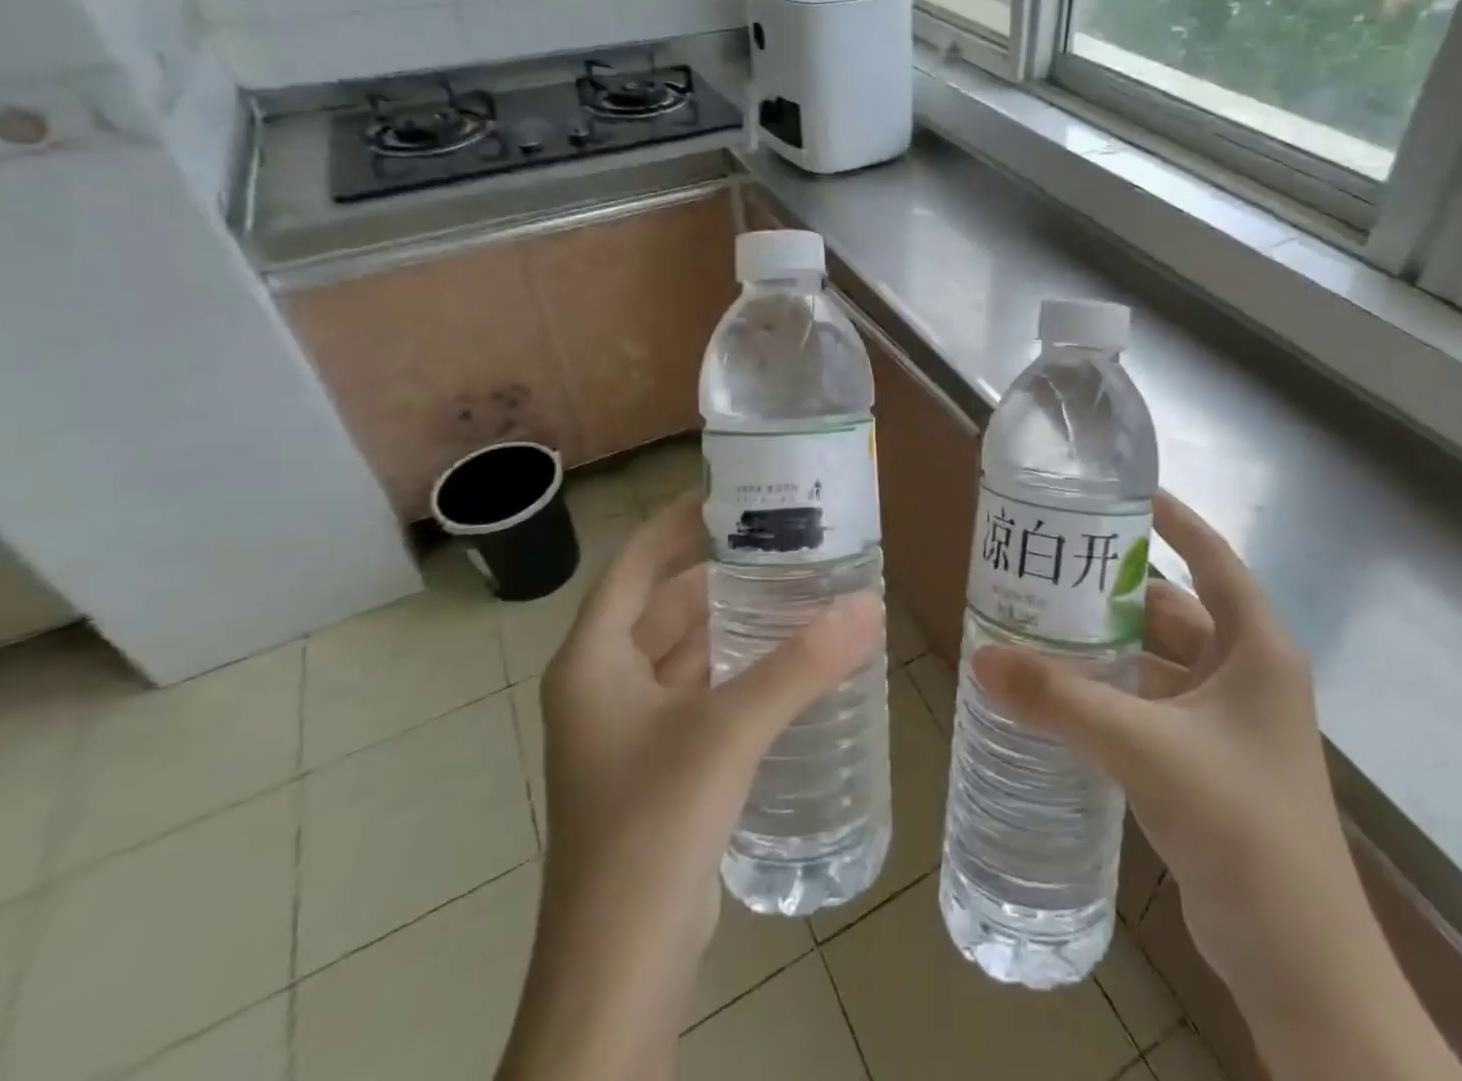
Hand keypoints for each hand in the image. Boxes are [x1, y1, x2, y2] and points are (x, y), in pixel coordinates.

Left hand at [499, 493, 881, 1080]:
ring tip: (793, 587)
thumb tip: (868, 604)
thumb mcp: (728, 731)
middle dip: (718, 571)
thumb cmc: (652, 827)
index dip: (678, 522)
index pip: (633, 563)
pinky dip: (735, 668)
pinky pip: (698, 692)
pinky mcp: (658, 765)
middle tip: (782, 539)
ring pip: (683, 650)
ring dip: (731, 621)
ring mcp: (627, 729)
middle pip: (663, 604)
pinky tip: (785, 661)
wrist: (619, 970)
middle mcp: (602, 685)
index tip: (733, 492)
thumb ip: (801, 665)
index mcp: (593, 660)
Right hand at [971, 492, 1461, 1080]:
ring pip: (1158, 662)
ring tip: (1042, 620)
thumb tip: (981, 657)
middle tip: (1052, 565)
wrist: (1299, 963)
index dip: (1173, 520)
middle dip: (1117, 588)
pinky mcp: (1207, 764)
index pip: (1213, 558)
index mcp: (1255, 648)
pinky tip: (1062, 692)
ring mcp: (1228, 723)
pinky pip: (1151, 706)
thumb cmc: (1240, 825)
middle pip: (1175, 609)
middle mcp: (1246, 674)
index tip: (1121, 494)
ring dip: (1109, 645)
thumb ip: (1061, 701)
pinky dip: (1112, 693)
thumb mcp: (1145, 748)